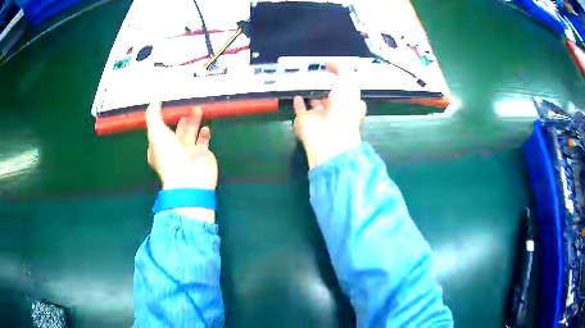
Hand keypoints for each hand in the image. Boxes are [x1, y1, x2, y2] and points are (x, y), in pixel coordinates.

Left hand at [146, 102, 217, 221]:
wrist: (190, 180)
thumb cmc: (169, 157)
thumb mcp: (156, 134)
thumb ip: (153, 116)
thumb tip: (154, 99)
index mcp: (159, 148)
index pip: (160, 131)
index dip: (163, 120)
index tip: (167, 106)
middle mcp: (173, 150)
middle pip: (177, 131)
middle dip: (181, 119)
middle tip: (186, 105)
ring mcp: (189, 152)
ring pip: (191, 133)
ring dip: (193, 122)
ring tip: (197, 109)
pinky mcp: (203, 154)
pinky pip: (203, 141)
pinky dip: (204, 133)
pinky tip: (205, 126)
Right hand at [293, 63, 366, 168]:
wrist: (329, 137)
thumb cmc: (344, 110)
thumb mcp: (349, 84)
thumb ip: (342, 70)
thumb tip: (331, 62)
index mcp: (349, 102)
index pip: (347, 88)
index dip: (342, 78)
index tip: (334, 67)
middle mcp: (335, 109)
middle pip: (330, 94)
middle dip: (326, 84)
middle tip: (317, 71)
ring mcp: (319, 115)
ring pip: (315, 101)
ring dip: (312, 92)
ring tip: (305, 79)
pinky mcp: (304, 120)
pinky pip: (300, 108)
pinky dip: (298, 101)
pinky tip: (297, 93)